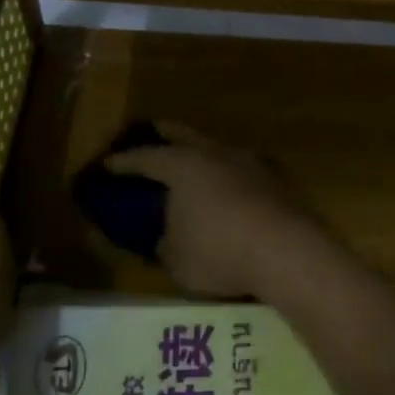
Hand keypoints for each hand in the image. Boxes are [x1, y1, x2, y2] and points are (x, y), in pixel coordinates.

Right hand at [106, 124, 329, 298]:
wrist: (287, 251)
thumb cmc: (220, 253)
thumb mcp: (176, 260)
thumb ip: (163, 244)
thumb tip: (162, 238)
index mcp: (183, 165)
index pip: (144, 157)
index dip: (122, 162)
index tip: (107, 164)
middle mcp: (215, 153)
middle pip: (182, 134)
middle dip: (162, 136)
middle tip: (148, 140)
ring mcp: (250, 161)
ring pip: (216, 147)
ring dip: (200, 152)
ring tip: (191, 167)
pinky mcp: (276, 177)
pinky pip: (241, 167)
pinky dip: (227, 173)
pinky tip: (227, 188)